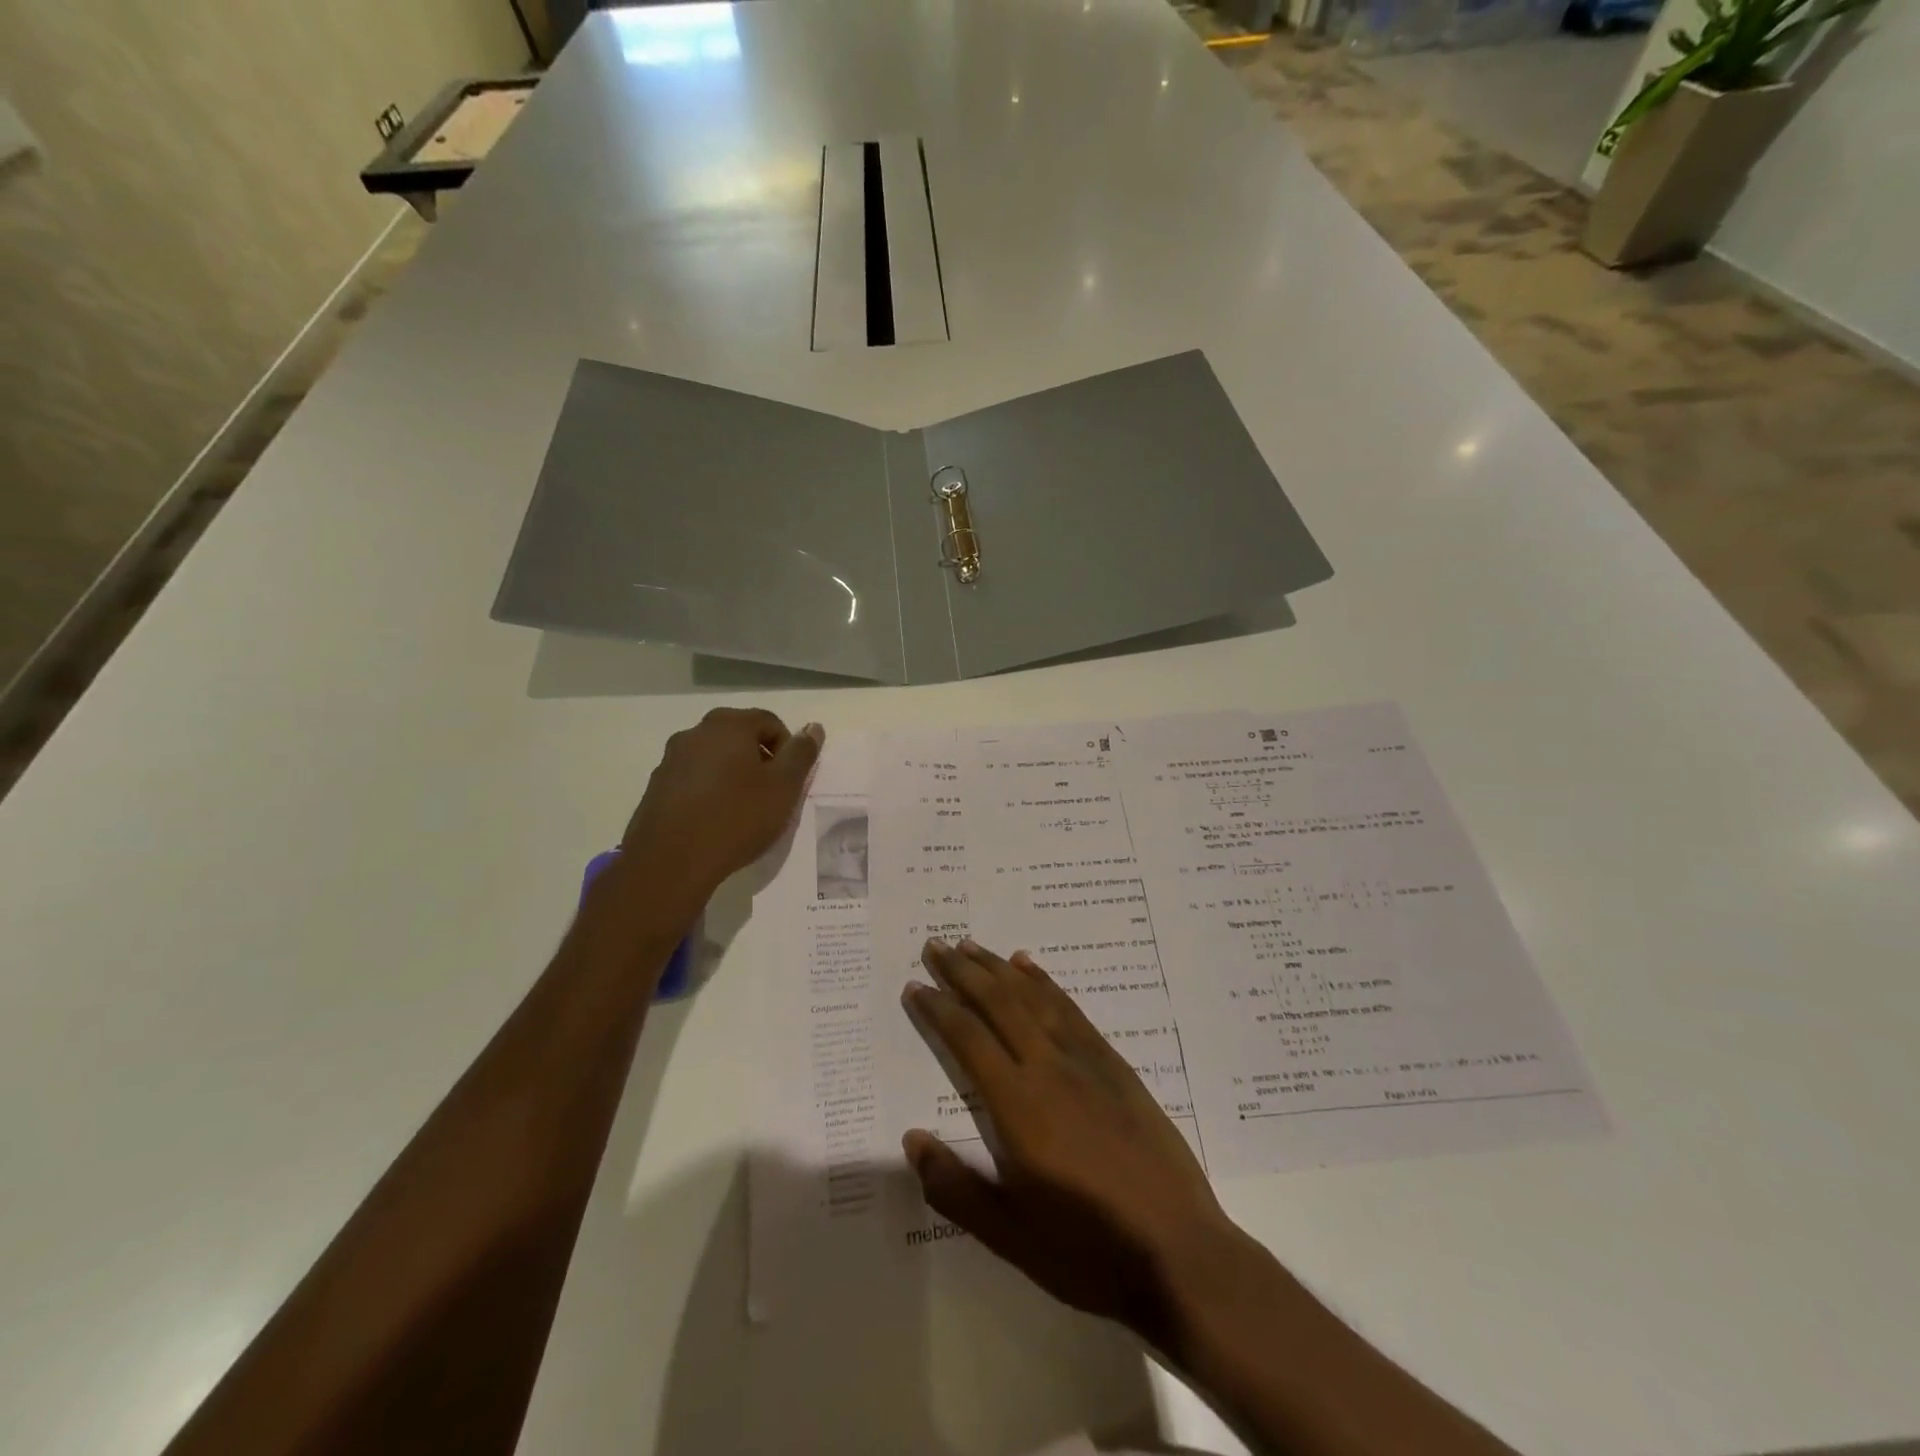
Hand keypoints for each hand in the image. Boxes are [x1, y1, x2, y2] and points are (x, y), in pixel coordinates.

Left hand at [618, 709, 823, 912]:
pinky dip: (710, 792)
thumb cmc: (737, 818)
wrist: (671, 862)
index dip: (788, 749)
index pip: (770, 722)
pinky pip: (693, 781)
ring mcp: (671, 760)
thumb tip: (813, 728)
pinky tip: (716, 822)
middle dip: (760, 761)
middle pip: (739, 737)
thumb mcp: (784, 787)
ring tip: (744, 812)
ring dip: (733, 776)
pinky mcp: (656, 788)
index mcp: (728, 725)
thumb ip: (801, 754)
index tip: (790, 781)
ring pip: (714, 759)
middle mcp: (695, 733)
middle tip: (771, 795)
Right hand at [900, 938, 1237, 1345]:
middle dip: (963, 971)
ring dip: (1000, 968)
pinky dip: (1046, 982)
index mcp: (1018, 1105)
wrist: (1180, 1252)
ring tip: (973, 945)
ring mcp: (1086, 1061)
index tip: (916, 985)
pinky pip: (1071, 1009)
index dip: (938, 1009)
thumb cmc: (1087, 1251)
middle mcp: (1048, 1068)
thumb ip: (954, 1186)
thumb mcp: (1009, 1236)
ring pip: (1034, 997)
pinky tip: (1030, 967)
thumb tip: (912, 1138)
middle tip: (936, 945)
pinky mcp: (1115, 1065)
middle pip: (998, 1004)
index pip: (967, 1039)